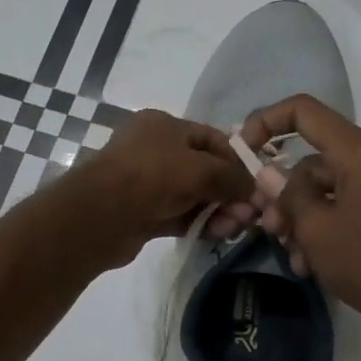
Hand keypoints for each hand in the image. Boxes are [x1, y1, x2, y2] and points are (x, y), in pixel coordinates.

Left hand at [58, 108, 257, 269]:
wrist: (102, 214)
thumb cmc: (153, 175)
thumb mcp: (201, 168)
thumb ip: (232, 176)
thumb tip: (254, 189)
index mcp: (164, 125)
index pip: (211, 138)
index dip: (237, 159)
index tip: (258, 183)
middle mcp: (154, 150)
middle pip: (204, 169)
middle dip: (229, 191)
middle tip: (250, 215)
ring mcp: (147, 183)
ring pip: (193, 195)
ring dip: (217, 211)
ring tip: (235, 228)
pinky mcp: (144, 213)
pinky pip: (180, 216)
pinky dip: (199, 223)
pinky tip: (218, 235)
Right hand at [240, 95, 360, 341]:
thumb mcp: (316, 229)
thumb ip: (287, 194)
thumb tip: (267, 172)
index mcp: (358, 153)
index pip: (303, 111)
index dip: (267, 121)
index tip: (243, 152)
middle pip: (311, 161)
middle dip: (282, 194)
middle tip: (268, 227)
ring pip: (323, 190)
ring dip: (300, 220)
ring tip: (292, 256)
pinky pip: (343, 208)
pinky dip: (322, 230)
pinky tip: (311, 265)